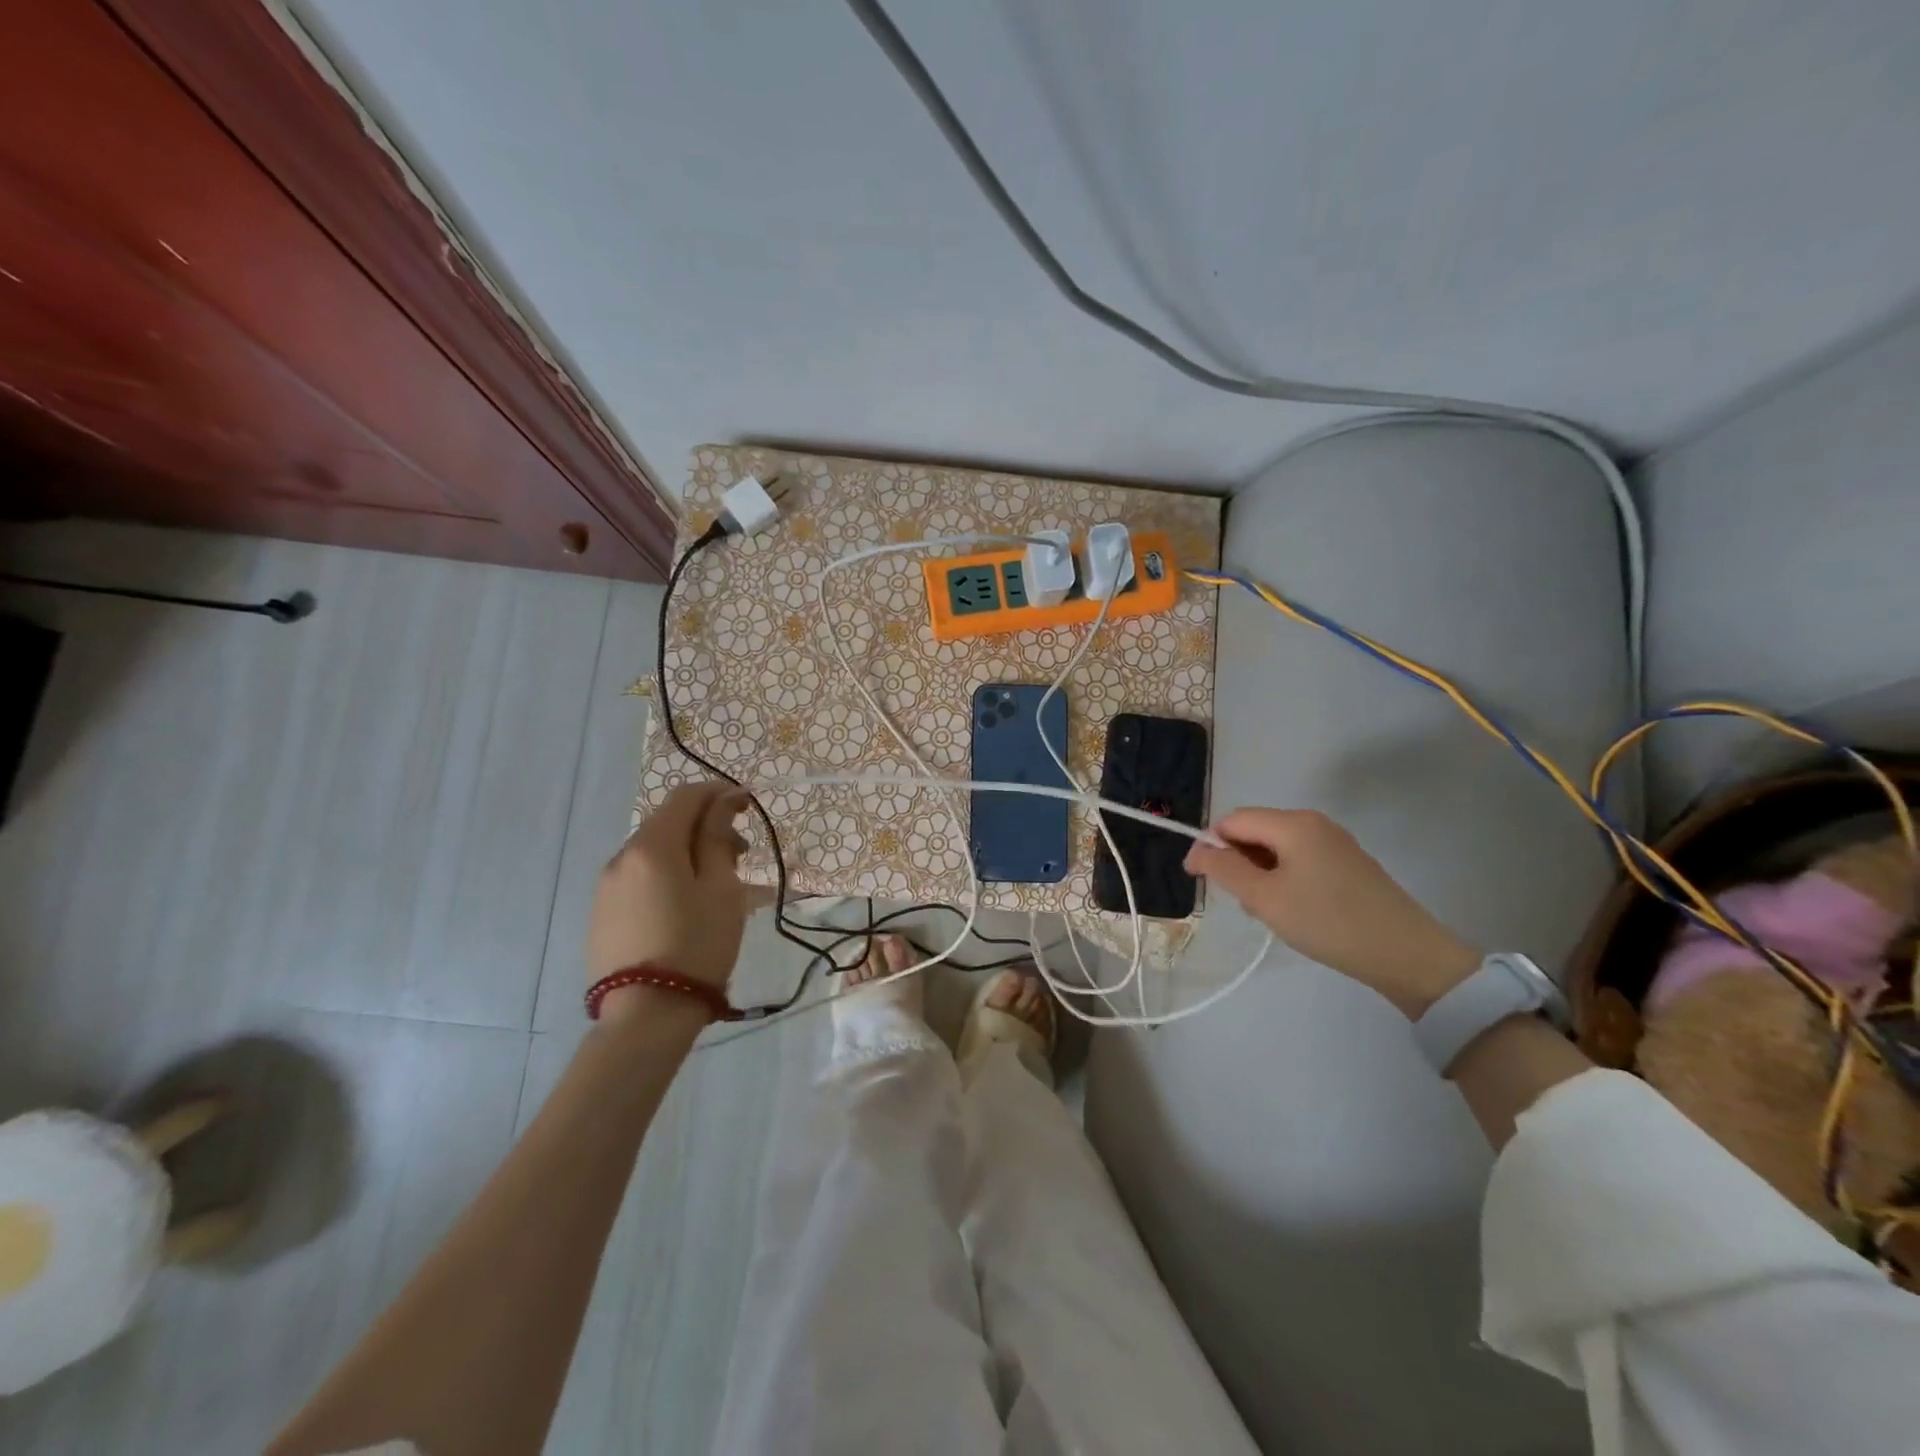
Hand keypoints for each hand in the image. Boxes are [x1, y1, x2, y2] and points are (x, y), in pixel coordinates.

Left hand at [587, 782, 764, 999]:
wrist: (646, 1015)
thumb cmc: (697, 944)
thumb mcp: (720, 888)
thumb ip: (718, 839)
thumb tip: (722, 801)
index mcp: (652, 846)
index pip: (686, 797)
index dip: (719, 793)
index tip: (749, 807)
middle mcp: (621, 858)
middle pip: (668, 823)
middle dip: (707, 827)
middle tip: (742, 854)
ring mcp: (606, 888)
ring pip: (654, 853)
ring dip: (689, 853)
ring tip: (719, 884)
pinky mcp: (602, 914)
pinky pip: (641, 879)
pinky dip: (669, 876)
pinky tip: (689, 906)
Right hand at [1184, 807, 1480, 1018]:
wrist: (1407, 955)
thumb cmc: (1327, 922)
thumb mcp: (1264, 898)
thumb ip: (1224, 869)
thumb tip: (1198, 851)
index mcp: (1293, 823)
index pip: (1233, 820)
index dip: (1209, 845)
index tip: (1199, 880)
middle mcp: (1314, 822)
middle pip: (1255, 830)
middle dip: (1236, 861)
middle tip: (1239, 902)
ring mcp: (1334, 842)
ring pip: (1276, 847)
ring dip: (1259, 873)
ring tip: (1266, 912)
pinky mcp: (1348, 863)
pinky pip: (1299, 859)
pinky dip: (1283, 878)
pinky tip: (1292, 910)